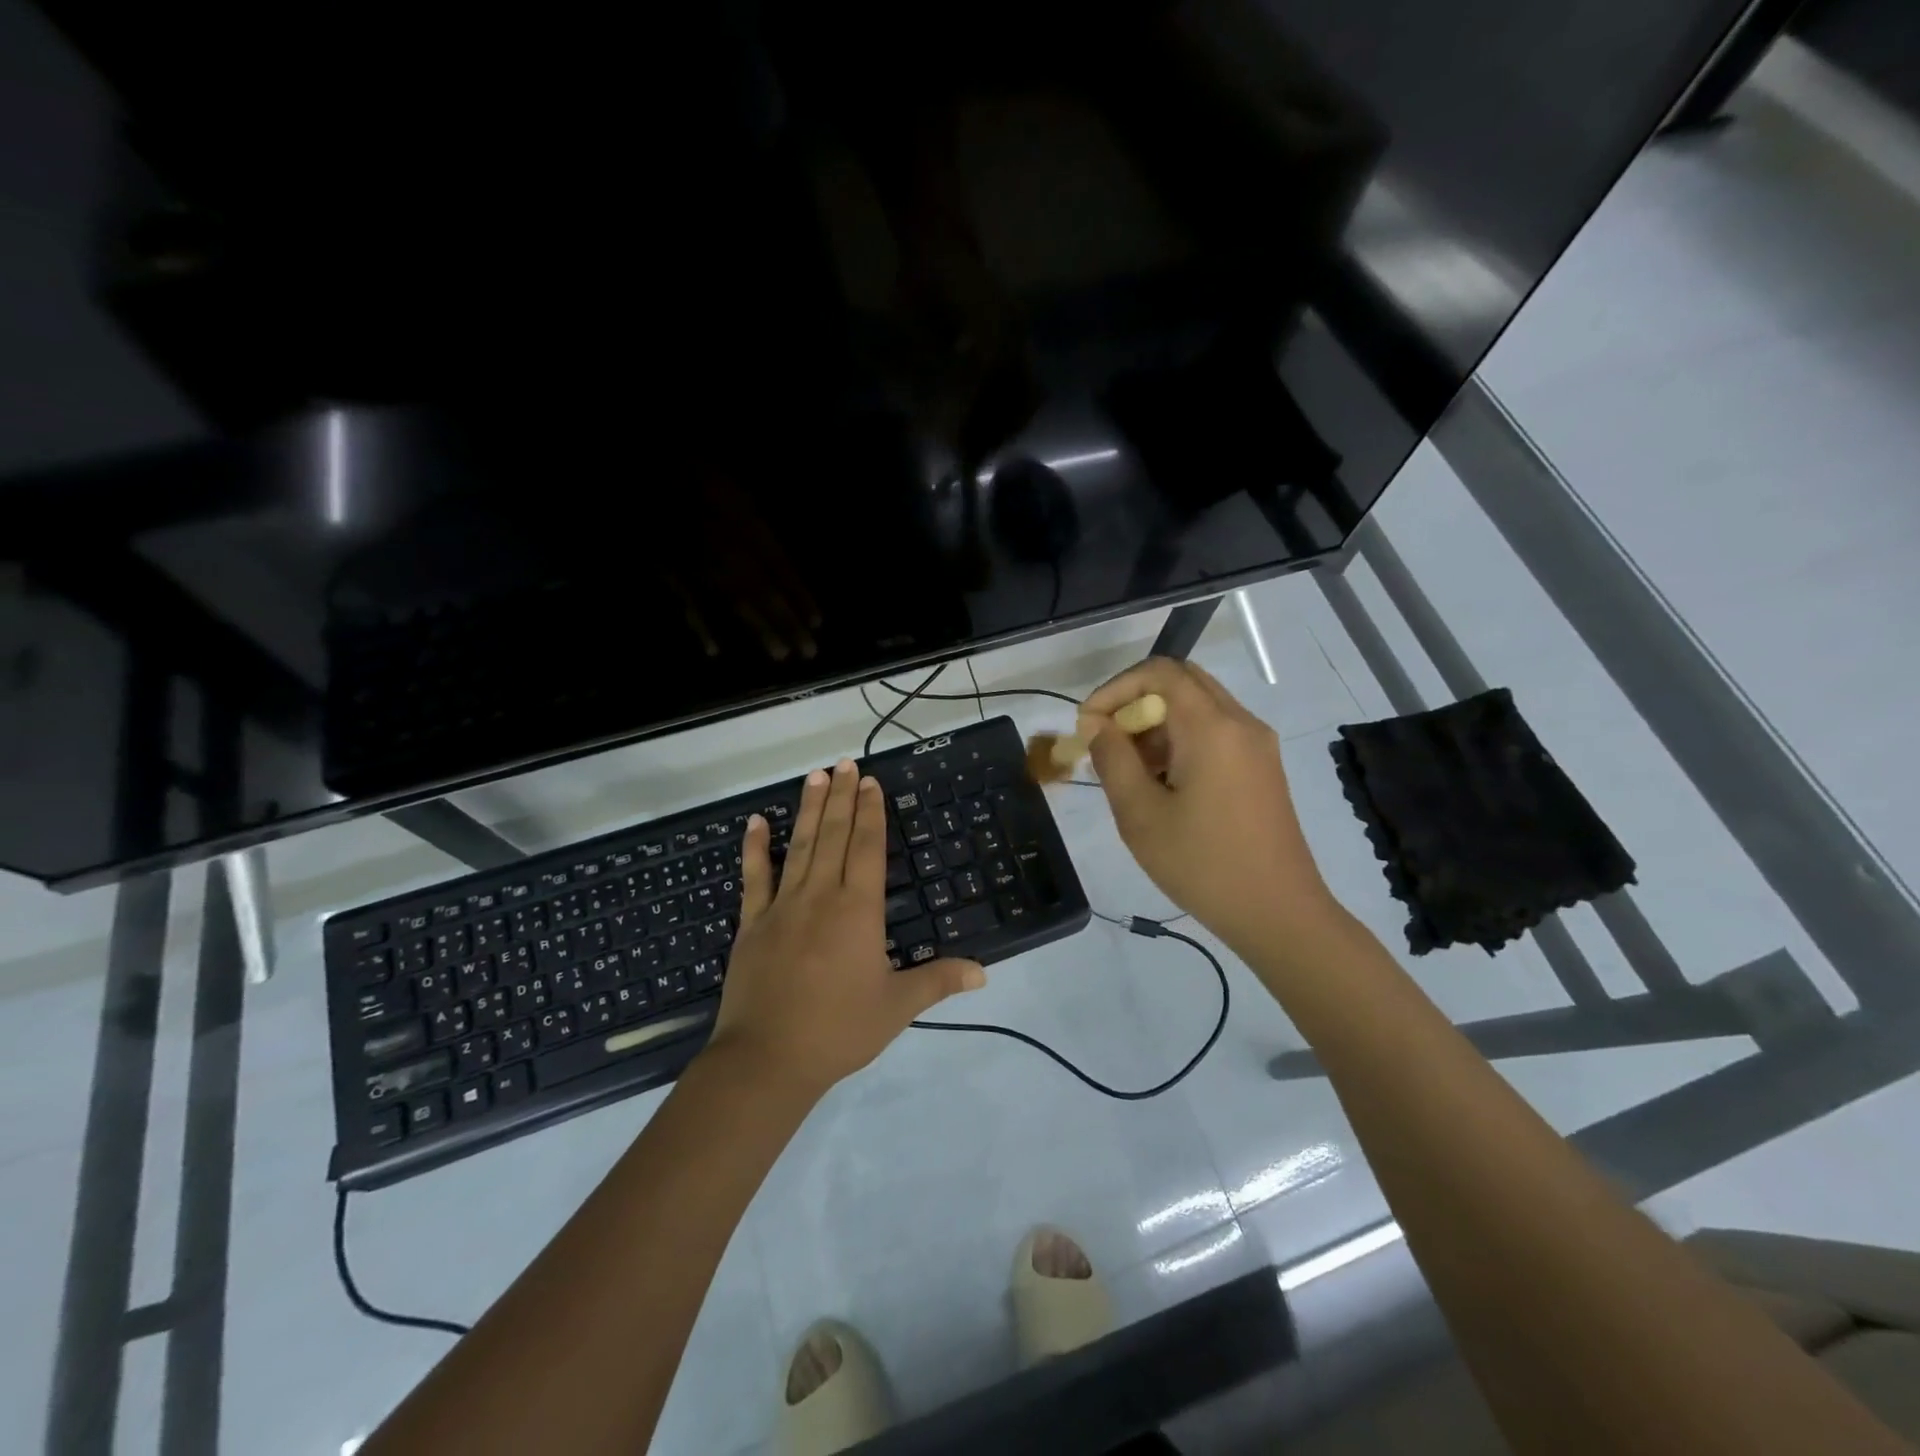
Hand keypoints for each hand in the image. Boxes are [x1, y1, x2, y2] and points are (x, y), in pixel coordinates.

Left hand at [707, 758, 984, 1095]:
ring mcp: (782, 906)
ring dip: (808, 809)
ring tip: (814, 776)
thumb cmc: (839, 1030)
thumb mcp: (896, 1007)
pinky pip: (754, 878)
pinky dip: (755, 848)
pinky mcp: (751, 924)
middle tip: (843, 762)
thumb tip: (984, 972)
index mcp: (858, 910)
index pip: (868, 848)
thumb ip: (938, 981)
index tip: (869, 781)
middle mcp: (821, 896)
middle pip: (834, 836)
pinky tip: (755, 821)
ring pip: (799, 847)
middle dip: (841, 797)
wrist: (767, 1059)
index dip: (870, 812)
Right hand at [1082, 658, 1336, 950]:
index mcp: (1212, 727)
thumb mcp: (1140, 814)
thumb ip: (1112, 758)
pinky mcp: (1262, 767)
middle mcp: (1241, 722)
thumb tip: (1096, 723)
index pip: (1159, 672)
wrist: (1278, 913)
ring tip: (1129, 770)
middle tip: (1108, 740)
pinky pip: (1216, 732)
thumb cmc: (1202, 864)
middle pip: (1182, 681)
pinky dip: (1182, 739)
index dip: (1115, 689)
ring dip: (1158, 722)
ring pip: (1199, 706)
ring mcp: (1258, 744)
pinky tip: (1163, 783)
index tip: (1088, 725)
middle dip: (1136, 701)